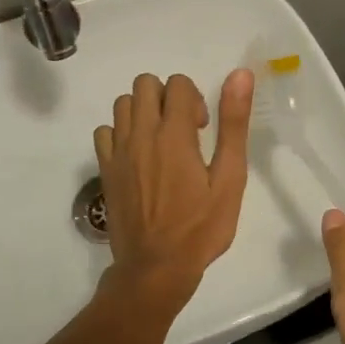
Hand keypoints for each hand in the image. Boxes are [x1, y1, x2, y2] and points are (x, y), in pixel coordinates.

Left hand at [94, 71, 253, 310]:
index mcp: (174, 134)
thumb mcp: (230, 178)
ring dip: (144, 111)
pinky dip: (121, 133)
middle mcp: (141, 134)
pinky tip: (137, 155)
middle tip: (183, 130)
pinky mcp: (105, 169)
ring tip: (161, 140)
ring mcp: (118, 151)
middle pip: (146, 83)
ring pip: (123, 103)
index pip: (177, 83)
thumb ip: (233, 124)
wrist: (155, 268)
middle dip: (168, 97)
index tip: (202, 129)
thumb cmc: (200, 227)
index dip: (195, 98)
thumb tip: (239, 75)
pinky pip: (105, 131)